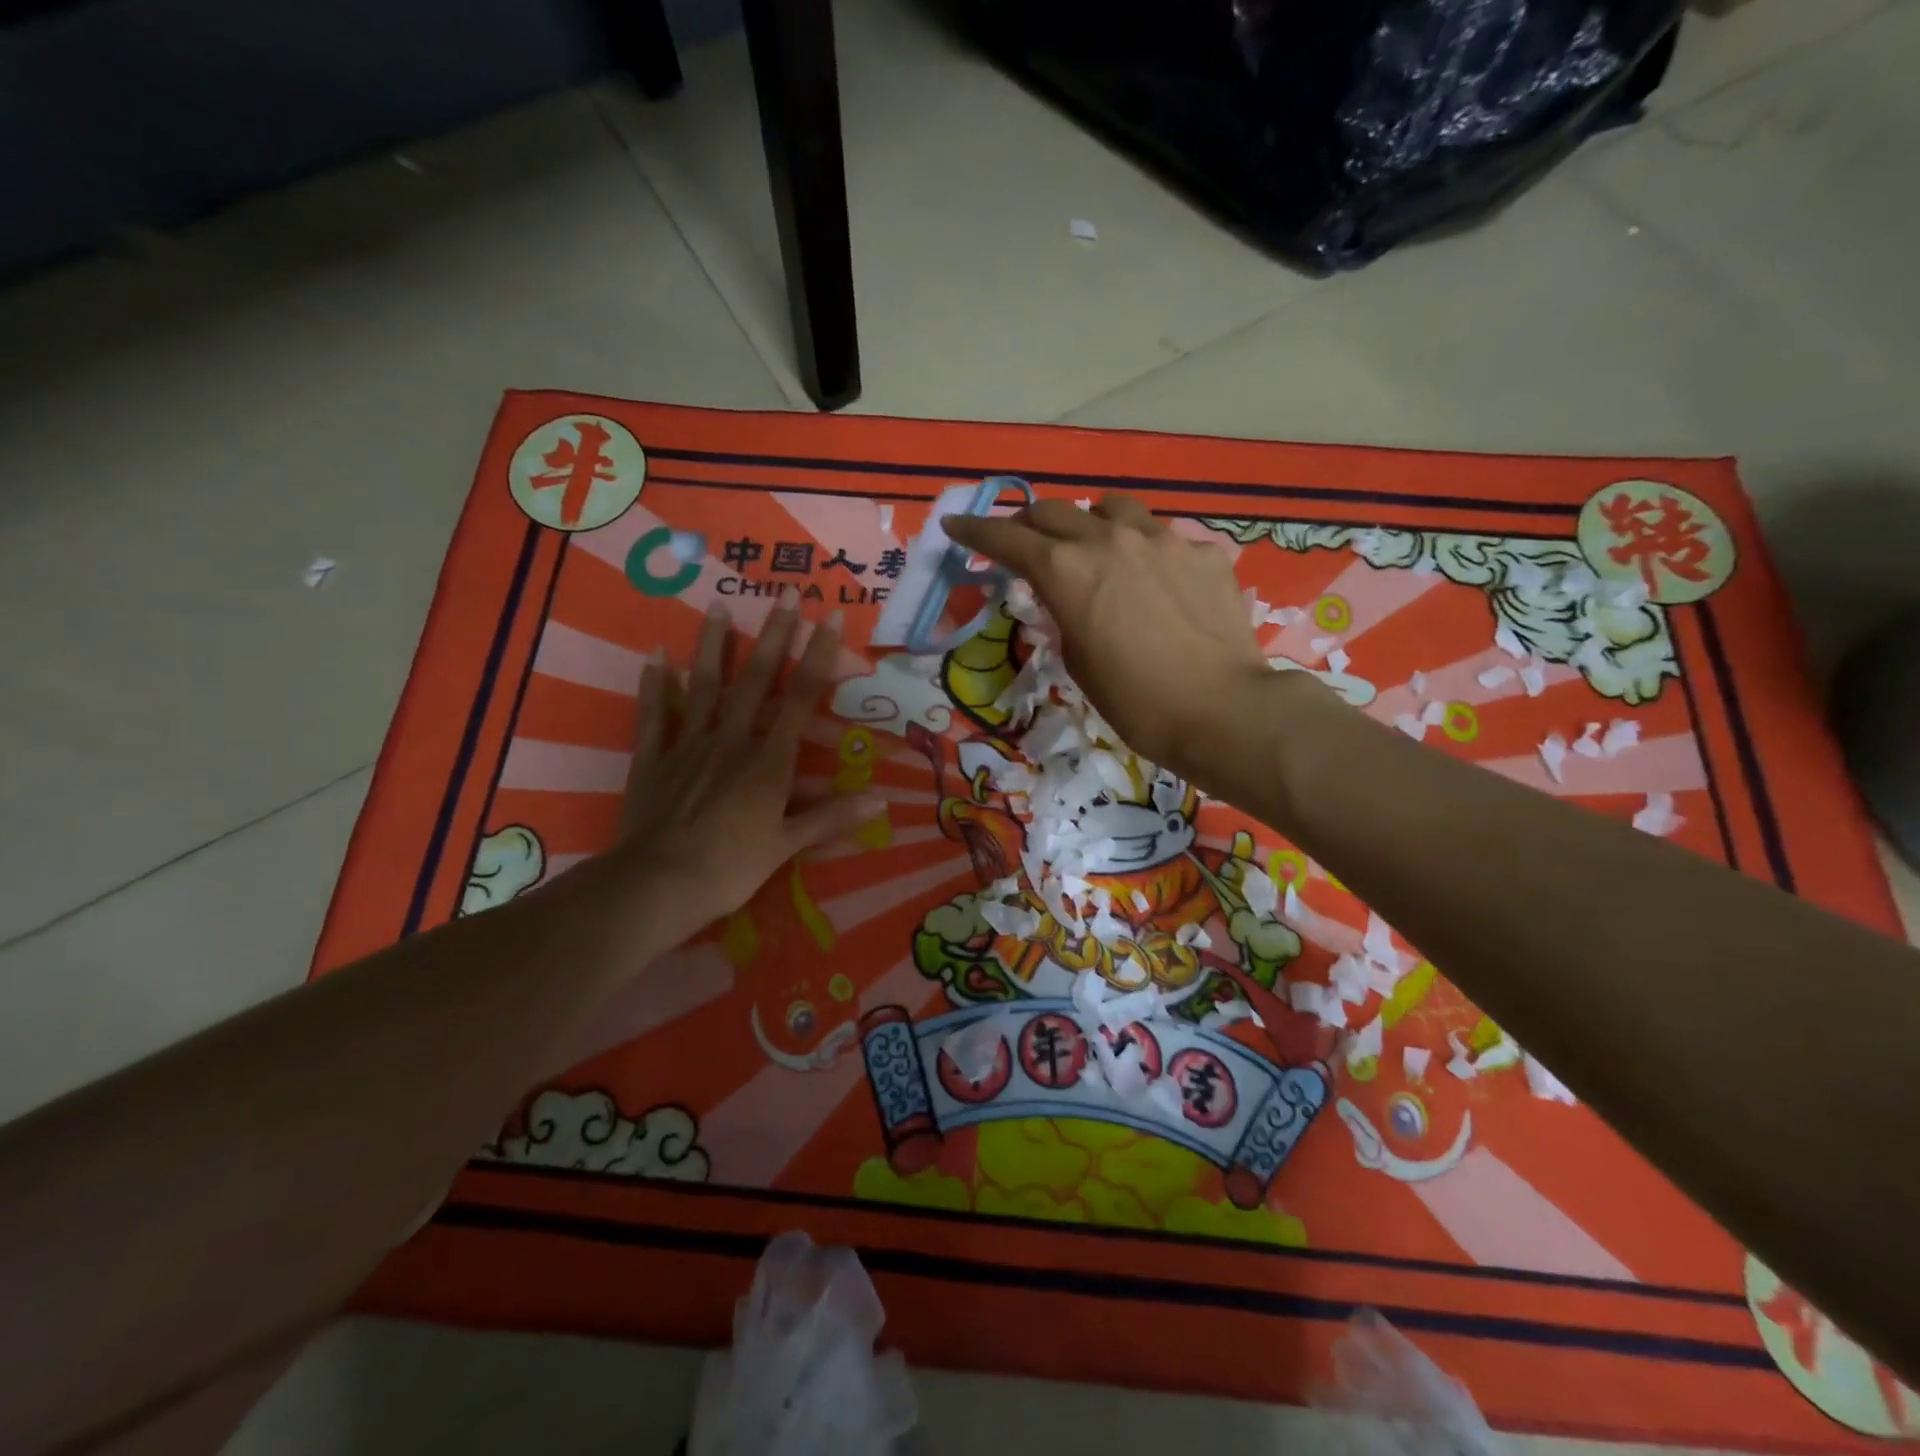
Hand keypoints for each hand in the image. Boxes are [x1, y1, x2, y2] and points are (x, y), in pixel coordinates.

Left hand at [617, 589, 880, 935]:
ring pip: (704, 685)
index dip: (817, 656)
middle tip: (784, 593)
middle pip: (756, 679)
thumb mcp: (788, 845)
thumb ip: (832, 818)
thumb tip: (881, 801)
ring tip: (720, 605)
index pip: (801, 697)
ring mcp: (688, 743)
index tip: (829, 618)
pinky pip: (653, 713)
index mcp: (769, 760)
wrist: (659, 884)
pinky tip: (655, 653)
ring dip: (714, 645)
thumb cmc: (732, 866)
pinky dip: (654, 683)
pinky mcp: (653, 757)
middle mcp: (732, 739)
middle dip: (774, 635)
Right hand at [944, 494, 1303, 776]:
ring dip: (1091, 523)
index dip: (976, 531)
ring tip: (1096, 548)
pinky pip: (1162, 537)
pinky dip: (1145, 551)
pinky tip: (1158, 582)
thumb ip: (1064, 615)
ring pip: (1112, 508)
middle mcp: (1109, 539)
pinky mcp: (1203, 550)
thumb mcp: (1078, 662)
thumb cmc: (1136, 703)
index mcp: (1067, 570)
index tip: (956, 527)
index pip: (1007, 538)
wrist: (1221, 710)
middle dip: (1029, 524)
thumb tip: (1067, 598)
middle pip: (1054, 511)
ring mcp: (1162, 538)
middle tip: (1022, 541)